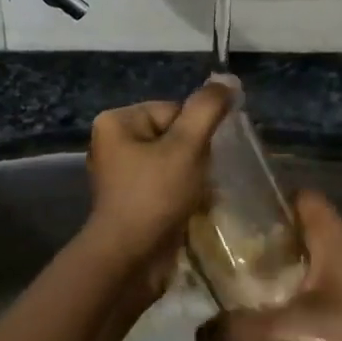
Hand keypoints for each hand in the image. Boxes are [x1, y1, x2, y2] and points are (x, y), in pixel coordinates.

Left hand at [80, 80, 234, 291]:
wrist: (129, 261)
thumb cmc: (154, 196)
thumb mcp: (186, 146)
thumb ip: (208, 109)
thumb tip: (227, 79)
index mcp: (117, 121)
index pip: (174, 110)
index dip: (196, 133)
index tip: (200, 159)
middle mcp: (114, 143)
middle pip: (175, 136)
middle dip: (196, 157)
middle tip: (201, 179)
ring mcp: (122, 175)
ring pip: (175, 163)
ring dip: (195, 178)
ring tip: (200, 196)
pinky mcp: (133, 202)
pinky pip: (168, 186)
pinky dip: (185, 195)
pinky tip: (194, 209)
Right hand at [195, 190, 341, 340]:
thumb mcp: (291, 332)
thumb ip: (242, 330)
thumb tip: (200, 333)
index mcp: (333, 235)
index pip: (299, 196)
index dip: (267, 200)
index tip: (233, 216)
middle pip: (298, 232)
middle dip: (265, 247)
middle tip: (228, 261)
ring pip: (309, 267)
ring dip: (280, 282)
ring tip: (244, 301)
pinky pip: (320, 296)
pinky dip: (298, 310)